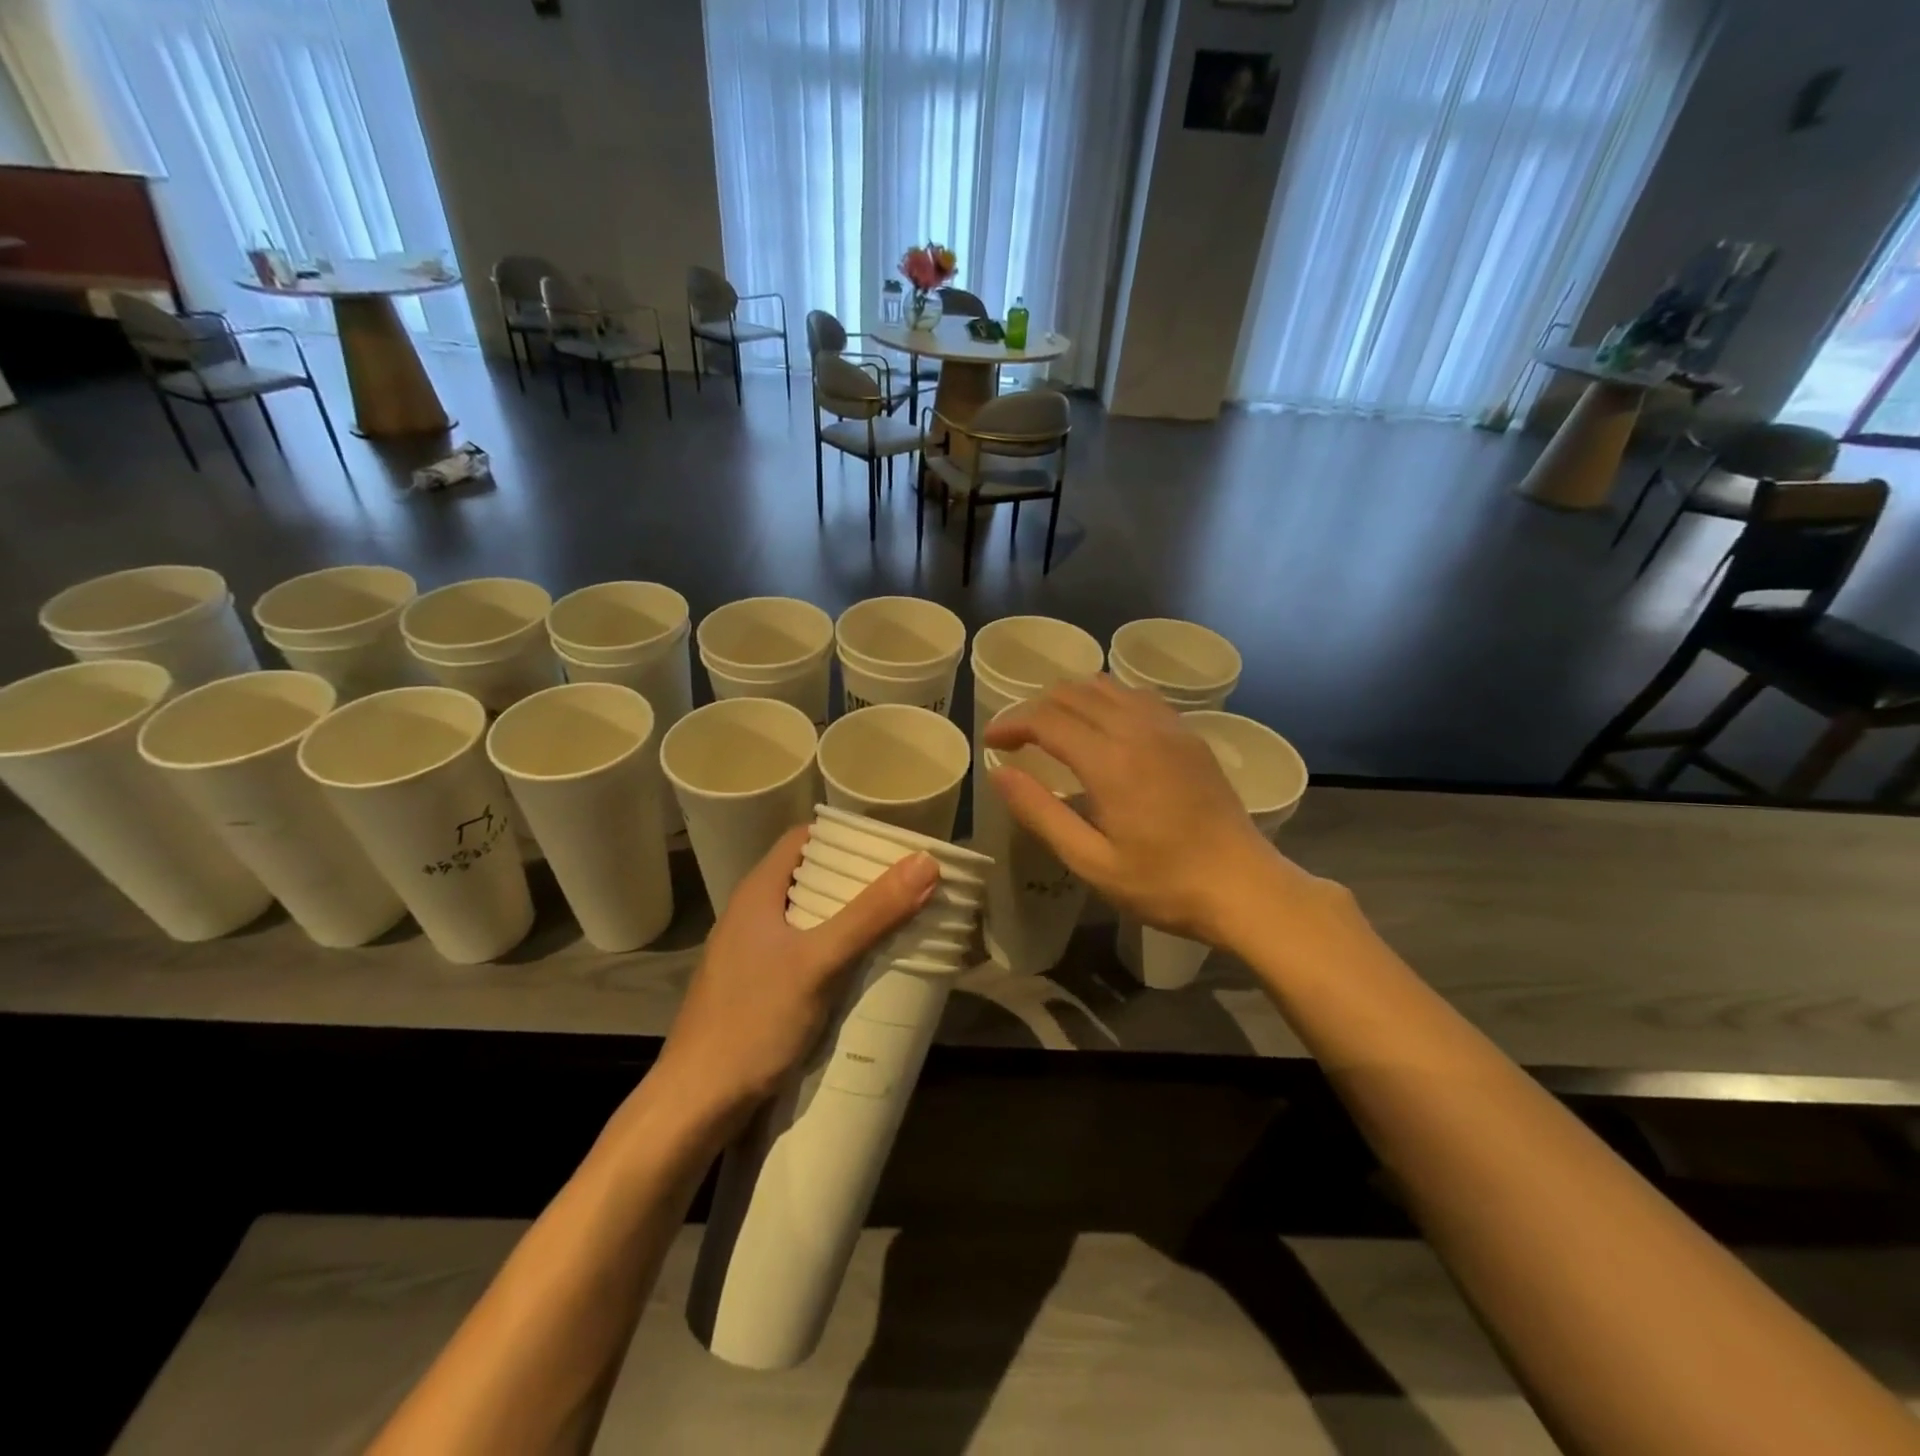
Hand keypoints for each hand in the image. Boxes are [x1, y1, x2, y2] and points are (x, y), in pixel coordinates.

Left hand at [650, 827, 938, 1132]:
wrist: (695, 1103)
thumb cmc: (753, 1021)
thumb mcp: (819, 963)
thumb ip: (870, 914)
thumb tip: (925, 862)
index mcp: (757, 893)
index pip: (804, 838)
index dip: (845, 835)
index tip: (890, 844)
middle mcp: (750, 914)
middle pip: (809, 877)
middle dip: (855, 877)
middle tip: (905, 883)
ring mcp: (749, 952)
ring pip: (806, 916)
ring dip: (847, 916)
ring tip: (894, 920)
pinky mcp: (755, 985)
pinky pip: (802, 950)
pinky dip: (833, 948)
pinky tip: (860, 966)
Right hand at [984, 677, 1309, 945]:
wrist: (1243, 885)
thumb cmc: (1163, 883)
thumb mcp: (1091, 862)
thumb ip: (1041, 813)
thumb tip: (999, 773)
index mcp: (1110, 762)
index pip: (1047, 719)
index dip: (1012, 723)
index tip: (992, 740)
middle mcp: (1138, 730)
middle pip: (1074, 693)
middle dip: (1036, 708)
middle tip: (1018, 738)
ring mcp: (1169, 728)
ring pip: (1107, 687)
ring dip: (1071, 699)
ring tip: (1054, 729)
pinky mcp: (1189, 735)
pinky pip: (1138, 697)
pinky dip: (1108, 700)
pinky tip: (1104, 727)